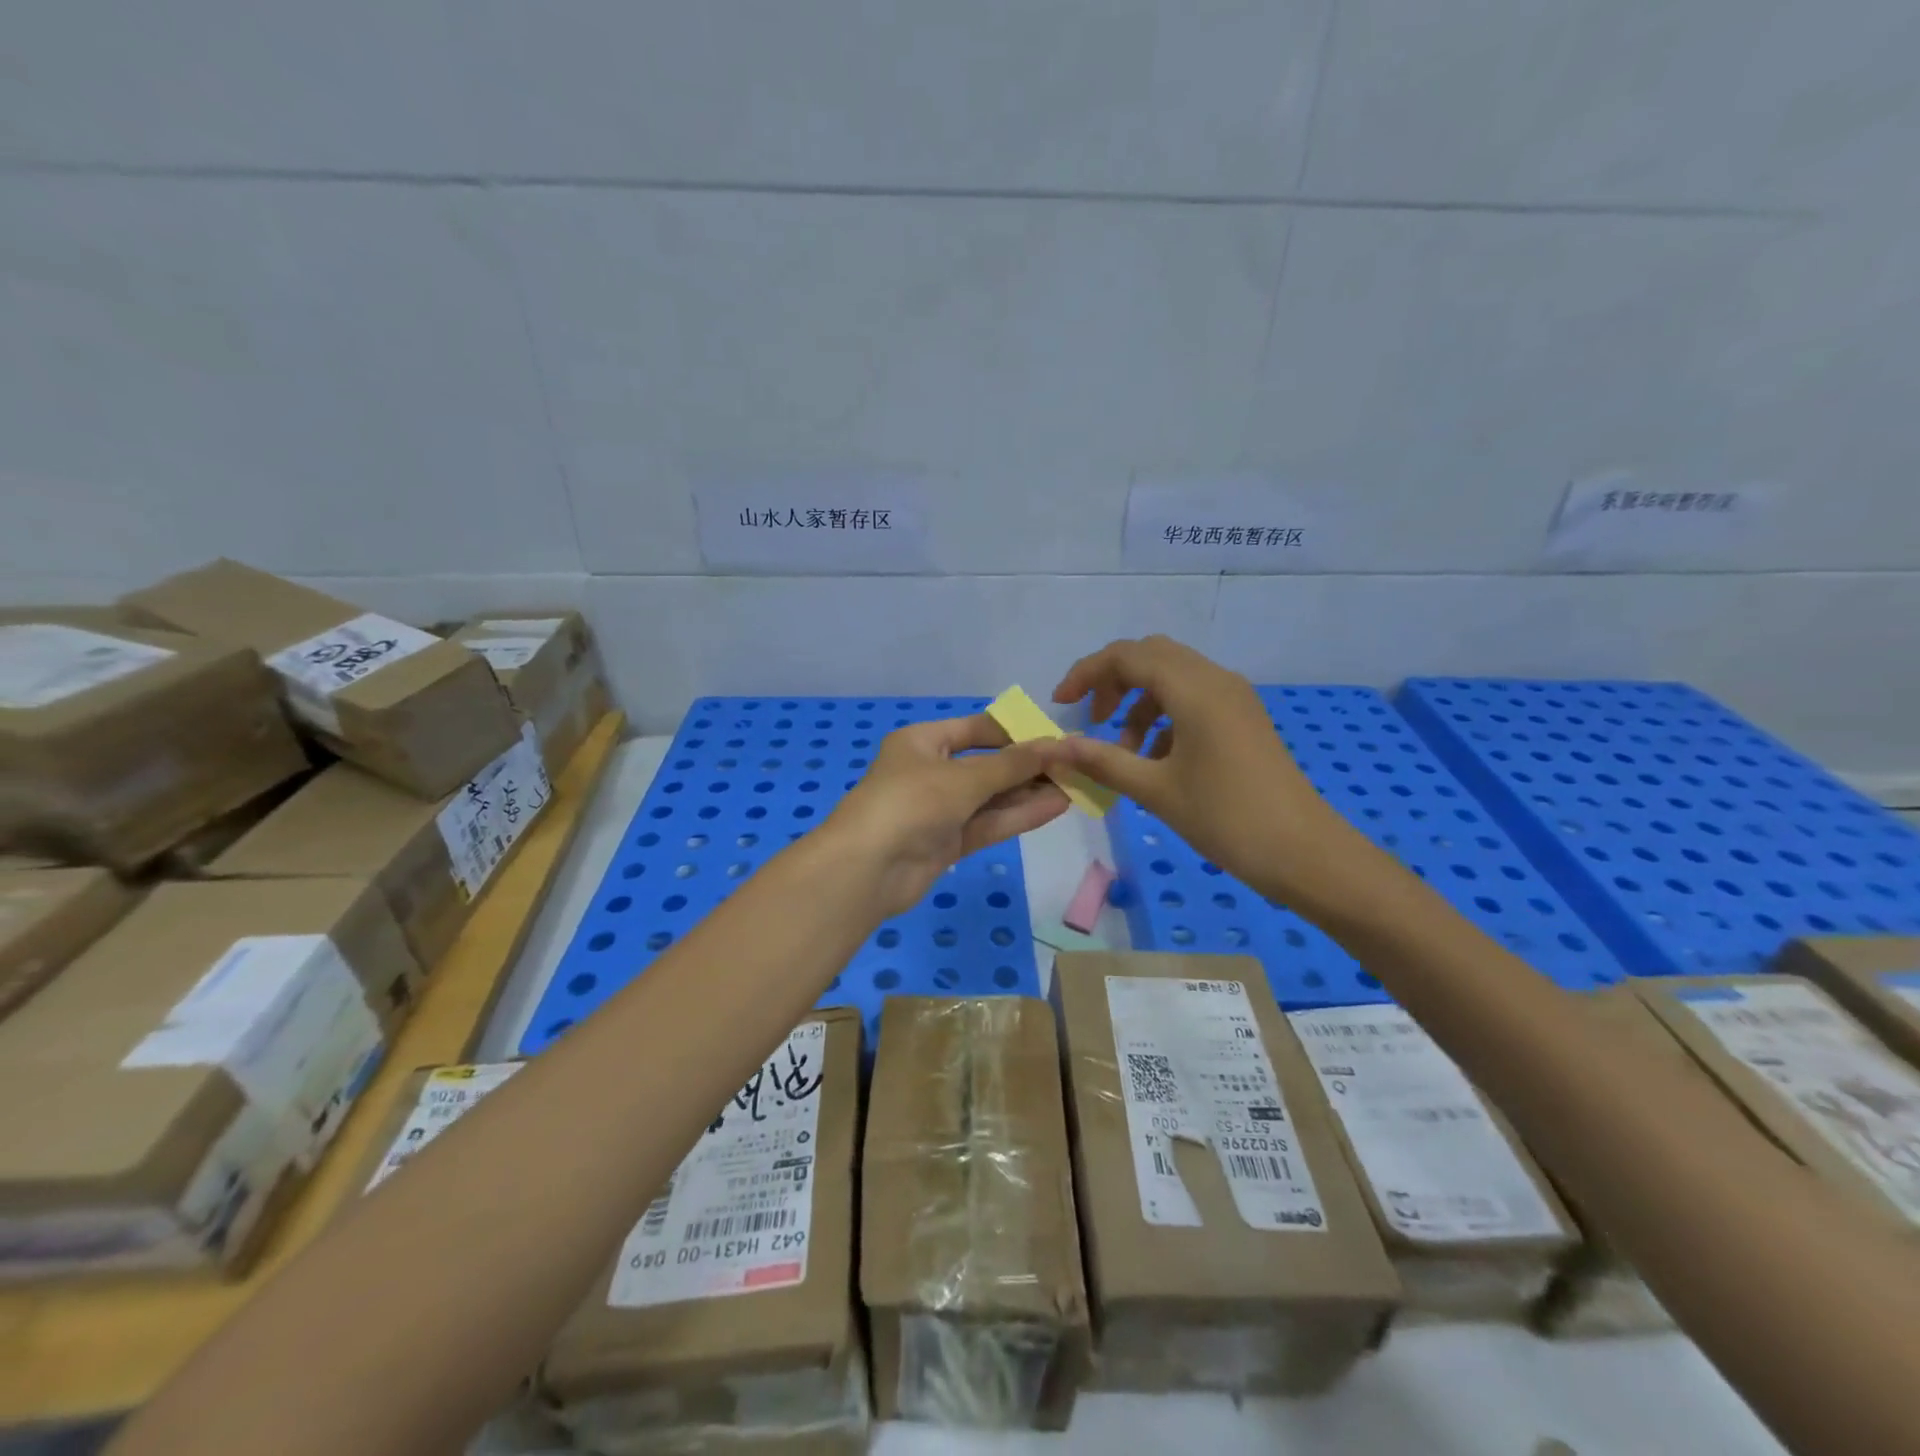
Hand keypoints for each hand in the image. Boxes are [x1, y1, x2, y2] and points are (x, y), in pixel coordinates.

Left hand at [823, 715, 1069, 919]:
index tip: (1055, 737)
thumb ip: (1013, 765)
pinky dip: (1019, 815)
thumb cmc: (911, 803)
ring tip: (1076, 785)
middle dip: (1028, 765)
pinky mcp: (947, 842)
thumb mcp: (964, 778)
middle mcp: (930, 771)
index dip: (1016, 732)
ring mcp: (939, 810)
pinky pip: (988, 822)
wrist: (866, 870)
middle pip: (987, 764)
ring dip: (1030, 792)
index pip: (977, 729)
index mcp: (923, 742)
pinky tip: (1056, 806)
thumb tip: (1058, 744)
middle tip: (1075, 764)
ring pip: (991, 796)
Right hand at [1048, 636, 1369, 911]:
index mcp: (1194, 689)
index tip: (1061, 705)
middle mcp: (1215, 680)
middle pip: (1151, 656)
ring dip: (1138, 703)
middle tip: (1092, 720)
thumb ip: (1102, 761)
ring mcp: (1234, 699)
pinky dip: (1164, 717)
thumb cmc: (1226, 818)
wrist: (1304, 852)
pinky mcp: (1242, 719)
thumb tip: (1055, 749)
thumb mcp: (1155, 790)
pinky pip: (1193, 699)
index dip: (1087, 673)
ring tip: (1123, 752)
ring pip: (1172, 678)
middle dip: (1112, 682)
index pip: (1127, 656)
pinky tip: (1157, 760)